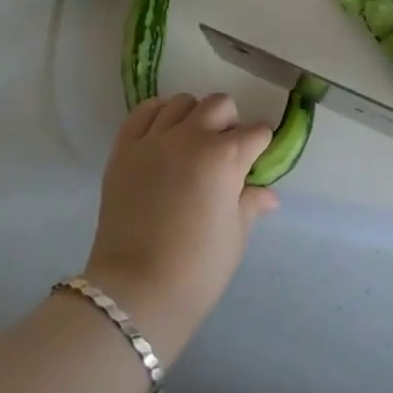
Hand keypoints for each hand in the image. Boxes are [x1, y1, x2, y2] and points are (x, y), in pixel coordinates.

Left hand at [82, 92, 277, 360]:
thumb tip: (268, 194)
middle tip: (226, 149)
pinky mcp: (124, 148)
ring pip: (182, 102)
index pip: (256, 132)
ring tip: (192, 141)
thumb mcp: (235, 236)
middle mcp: (191, 137)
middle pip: (220, 105)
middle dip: (230, 122)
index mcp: (225, 157)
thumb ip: (250, 204)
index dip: (261, 144)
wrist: (135, 290)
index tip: (259, 157)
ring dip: (194, 115)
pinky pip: (143, 112)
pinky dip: (157, 114)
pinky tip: (163, 133)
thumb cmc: (197, 269)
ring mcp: (154, 139)